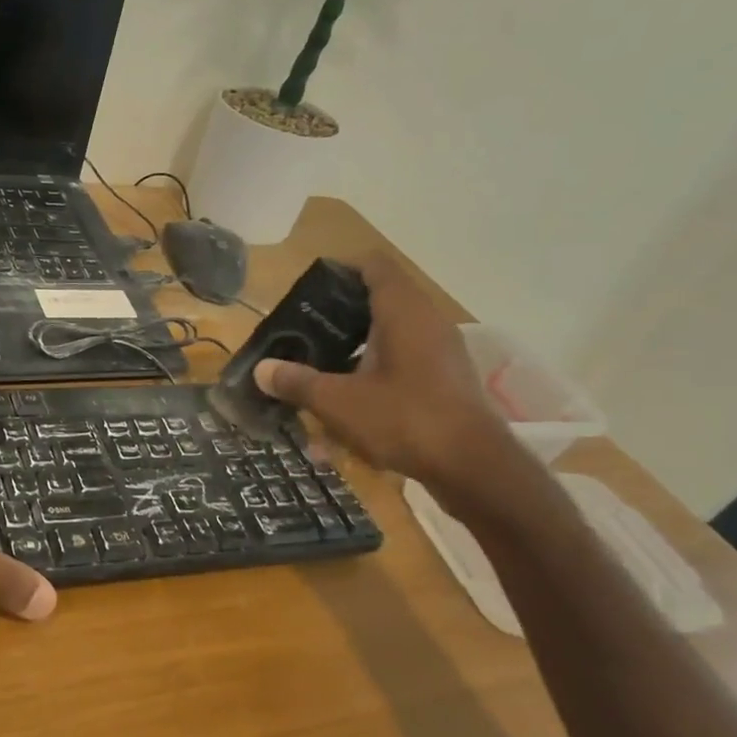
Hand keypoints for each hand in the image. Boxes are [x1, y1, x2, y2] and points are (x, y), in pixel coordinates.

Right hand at [250, 254, 518, 492]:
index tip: (308, 291)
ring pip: (389, 339)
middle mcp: (427, 323)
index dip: (340, 270)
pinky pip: (402, 367)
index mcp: (403, 312)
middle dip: (338, 318)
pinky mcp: (445, 382)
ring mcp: (441, 353)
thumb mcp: (338, 402)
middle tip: (303, 334)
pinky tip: (347, 412)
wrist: (474, 469)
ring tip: (319, 374)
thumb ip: (297, 382)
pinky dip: (372, 379)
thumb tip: (261, 369)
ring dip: (353, 353)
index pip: (373, 266)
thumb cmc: (405, 420)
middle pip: (378, 302)